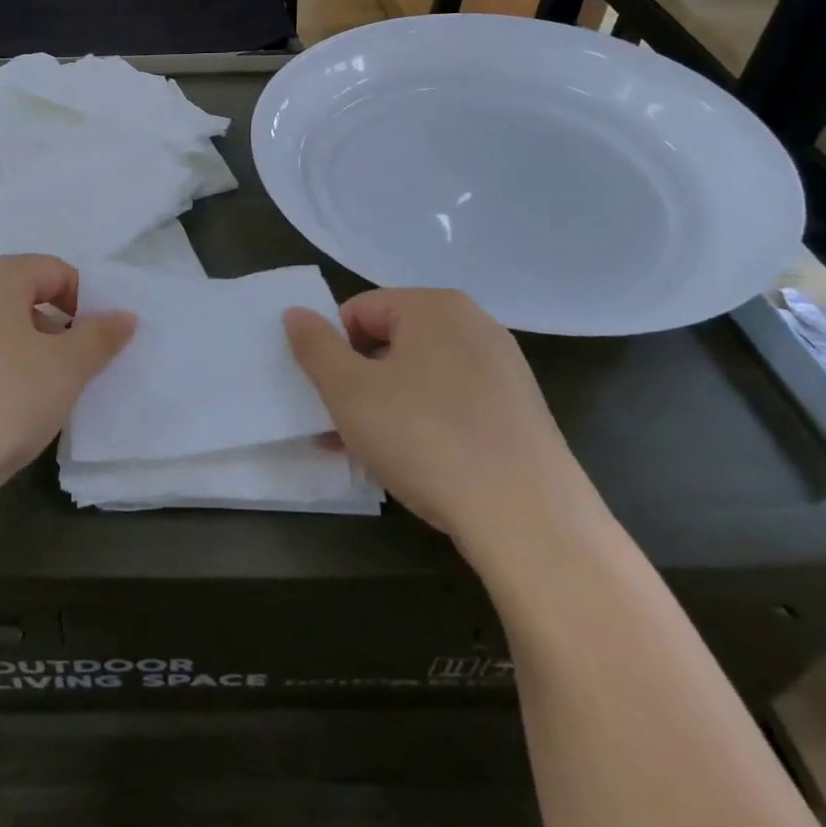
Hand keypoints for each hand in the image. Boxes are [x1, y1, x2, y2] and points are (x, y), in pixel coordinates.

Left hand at [0, 255, 136, 505]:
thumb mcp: (65, 371)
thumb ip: (100, 338)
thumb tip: (125, 316)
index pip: (54, 270)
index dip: (82, 304)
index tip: (88, 347)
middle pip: (15, 296)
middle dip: (47, 330)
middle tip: (60, 375)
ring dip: (12, 354)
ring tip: (21, 402)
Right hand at [284, 289, 588, 561]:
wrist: (530, 520)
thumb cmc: (426, 439)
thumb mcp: (349, 392)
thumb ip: (315, 346)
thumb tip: (295, 313)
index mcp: (434, 306)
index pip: (359, 311)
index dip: (334, 352)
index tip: (331, 398)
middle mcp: (474, 324)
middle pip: (391, 342)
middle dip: (359, 382)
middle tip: (343, 429)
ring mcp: (503, 368)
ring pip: (422, 377)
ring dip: (388, 407)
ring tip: (373, 455)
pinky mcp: (521, 410)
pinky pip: (455, 403)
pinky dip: (427, 424)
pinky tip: (418, 466)